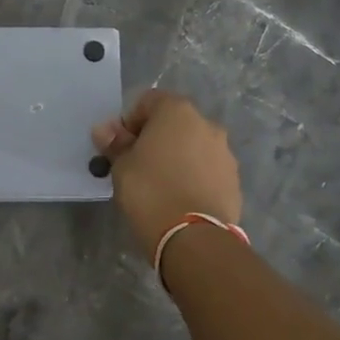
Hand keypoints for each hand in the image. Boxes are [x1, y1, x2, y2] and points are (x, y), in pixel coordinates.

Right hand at [92, 89, 242, 254]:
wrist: (193, 237)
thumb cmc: (150, 191)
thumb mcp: (121, 166)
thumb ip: (115, 143)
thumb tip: (105, 129)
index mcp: (177, 111)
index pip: (148, 101)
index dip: (130, 121)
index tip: (120, 146)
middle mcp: (206, 124)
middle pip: (174, 122)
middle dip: (155, 138)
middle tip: (138, 165)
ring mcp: (224, 152)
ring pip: (193, 146)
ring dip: (177, 156)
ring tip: (160, 185)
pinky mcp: (234, 180)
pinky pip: (207, 169)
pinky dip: (193, 176)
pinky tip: (180, 198)